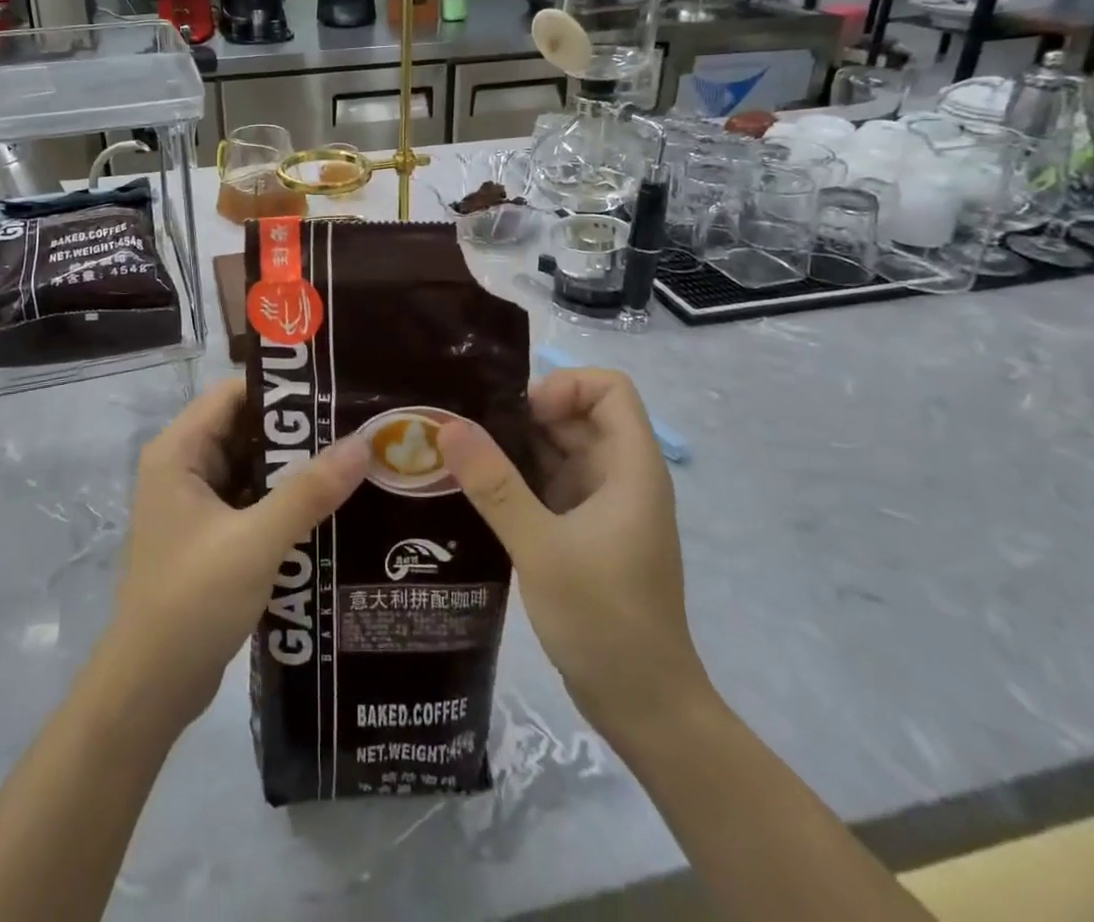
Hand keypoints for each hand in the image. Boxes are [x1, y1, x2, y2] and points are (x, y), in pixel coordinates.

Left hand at [102, 378, 367, 732]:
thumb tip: (363, 443)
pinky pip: (253, 502)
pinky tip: (331, 507)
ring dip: (295, 469)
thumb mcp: (256, 540)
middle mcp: (184, 468)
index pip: (233, 394)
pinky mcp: (211, 537)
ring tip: (354, 461)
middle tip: (356, 427)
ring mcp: (196, 505)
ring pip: (253, 469)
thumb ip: (309, 491)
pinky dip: (285, 502)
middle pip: (246, 430)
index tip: (335, 391)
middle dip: (298, 431)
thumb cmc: (193, 599)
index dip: (282, 389)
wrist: (150, 689)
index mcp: (179, 452)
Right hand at [437, 368, 709, 748]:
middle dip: (526, 415)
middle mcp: (620, 477)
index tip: (522, 416)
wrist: (644, 708)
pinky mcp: (586, 531)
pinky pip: (551, 483)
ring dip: (516, 448)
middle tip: (470, 433)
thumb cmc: (603, 620)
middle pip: (578, 415)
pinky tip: (477, 493)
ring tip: (462, 458)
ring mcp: (604, 505)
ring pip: (560, 450)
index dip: (566, 386)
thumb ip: (494, 484)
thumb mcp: (541, 547)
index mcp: (630, 468)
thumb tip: (449, 425)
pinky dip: (518, 479)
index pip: (610, 388)